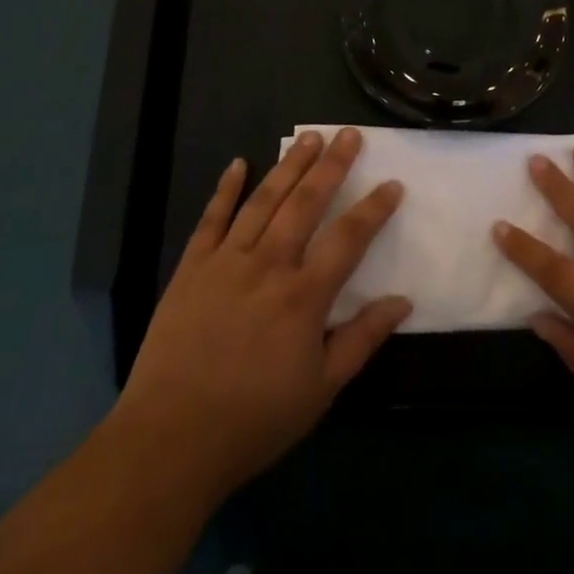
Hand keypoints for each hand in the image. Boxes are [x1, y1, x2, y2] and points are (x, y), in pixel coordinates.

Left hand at [110, 126, 408, 507]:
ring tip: (309, 137)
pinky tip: (238, 163)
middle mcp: (269, 264)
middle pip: (306, 202)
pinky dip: (226, 188)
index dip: (374, 208)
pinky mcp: (192, 267)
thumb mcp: (321, 390)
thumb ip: (362, 339)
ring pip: (264, 199)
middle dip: (331, 165)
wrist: (170, 440)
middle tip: (348, 133)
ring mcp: (227, 260)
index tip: (392, 183)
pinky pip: (212, 218)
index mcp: (304, 295)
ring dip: (289, 165)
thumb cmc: (254, 419)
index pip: (348, 238)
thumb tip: (402, 300)